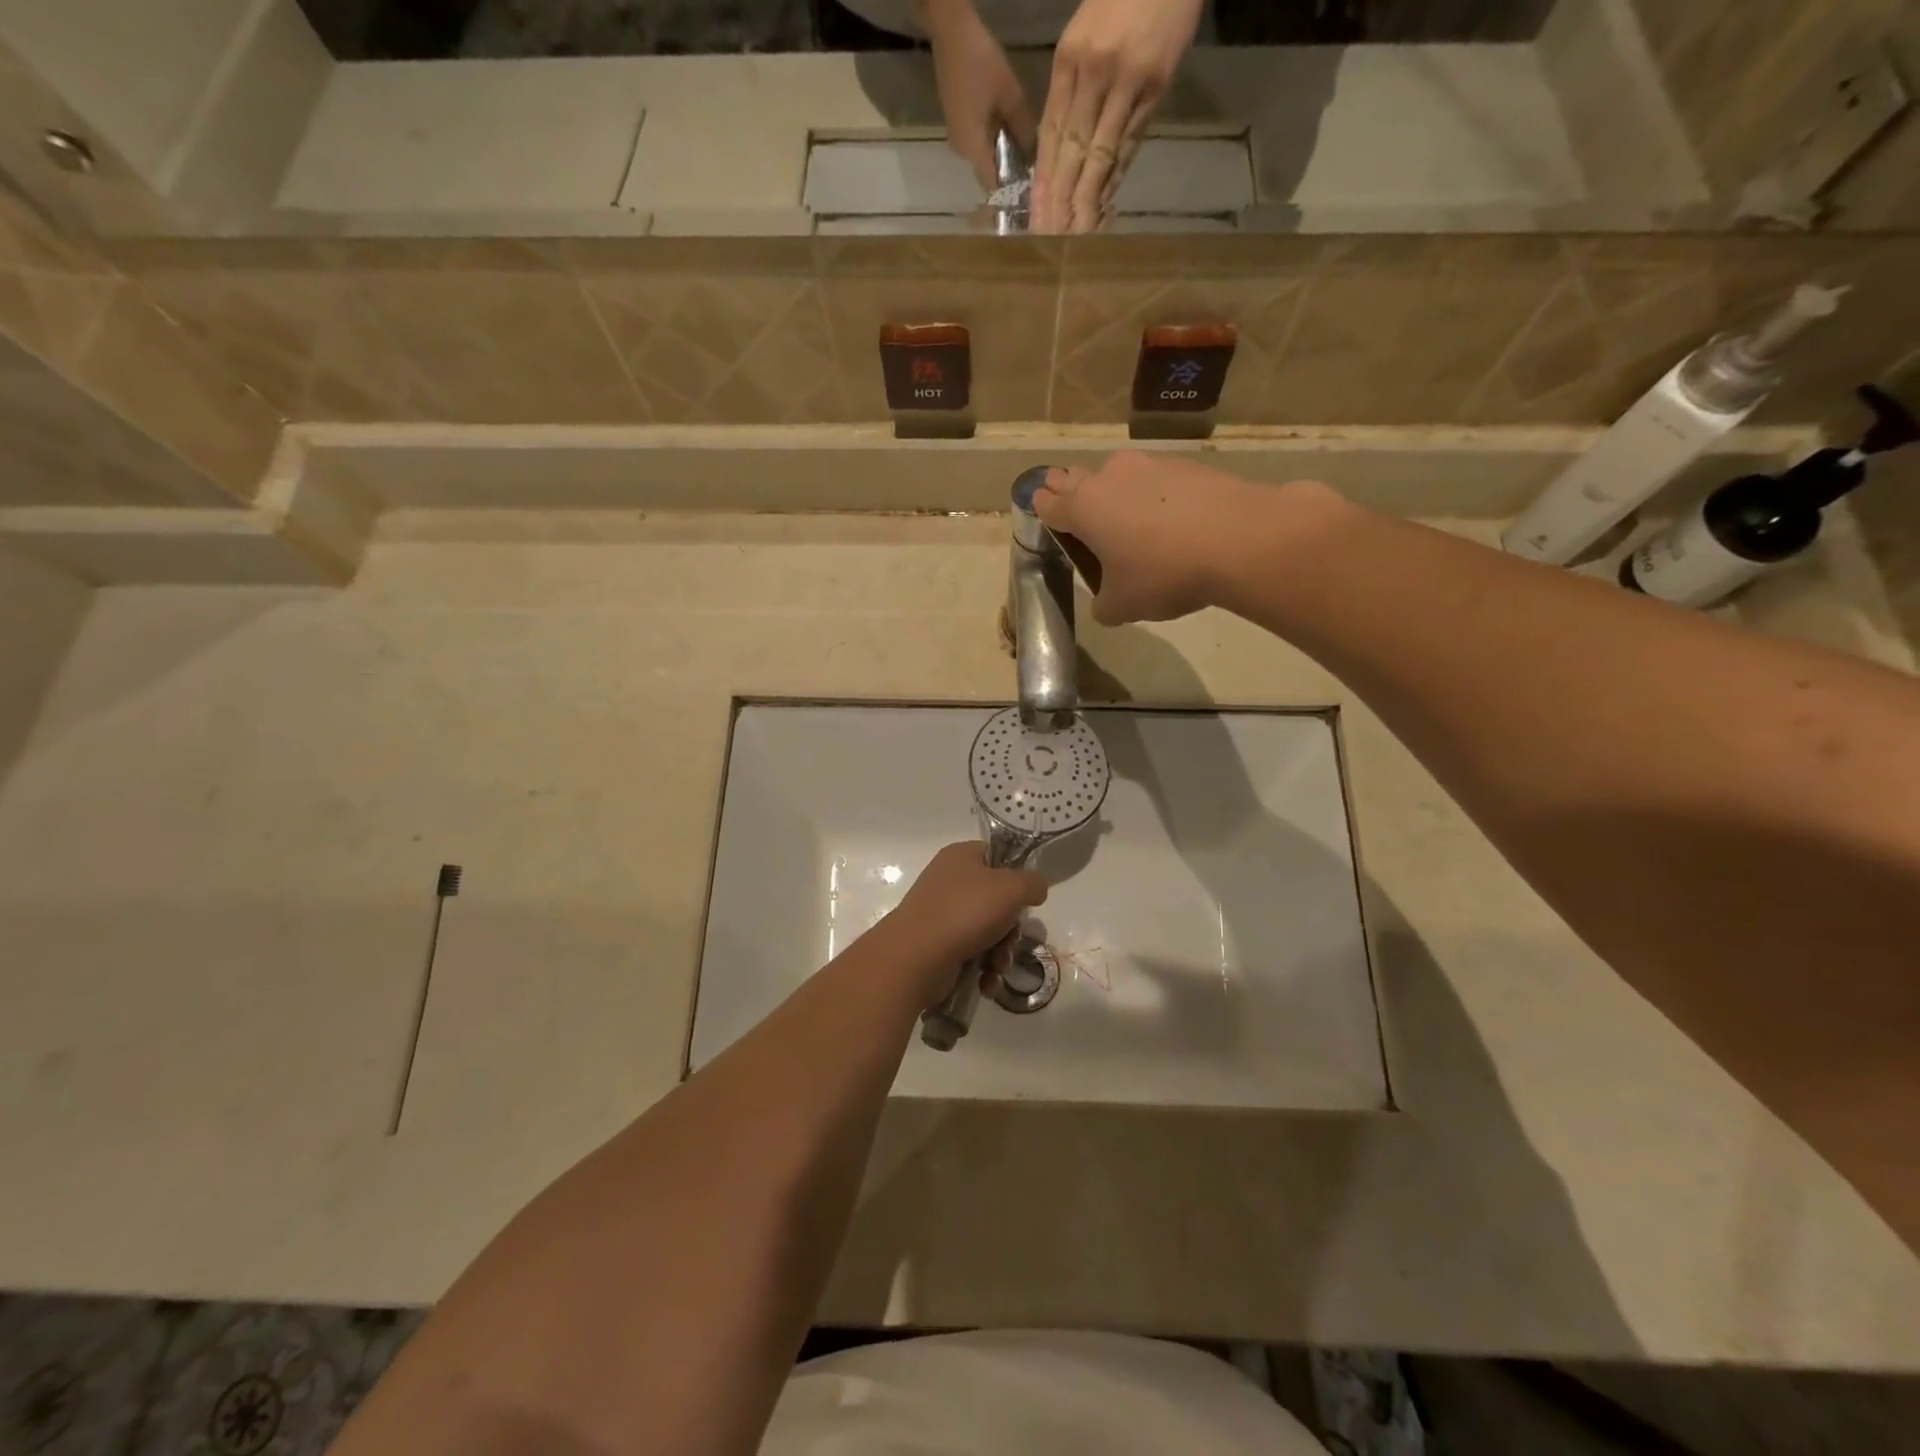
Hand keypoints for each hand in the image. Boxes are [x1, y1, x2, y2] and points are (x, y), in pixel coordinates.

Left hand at [883, 842, 1047, 987]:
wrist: (915, 956)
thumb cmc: (965, 912)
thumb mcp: (1011, 888)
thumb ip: (1033, 883)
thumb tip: (1035, 889)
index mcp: (961, 857)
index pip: (998, 856)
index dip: (1016, 876)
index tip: (1027, 898)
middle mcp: (949, 881)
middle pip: (996, 900)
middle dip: (1010, 927)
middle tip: (1010, 939)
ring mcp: (941, 914)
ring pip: (987, 930)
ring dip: (1000, 952)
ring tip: (997, 967)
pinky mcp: (937, 944)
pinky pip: (971, 952)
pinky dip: (983, 968)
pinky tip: (986, 982)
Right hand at [923, 0, 1036, 191]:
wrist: (950, 32)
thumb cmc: (981, 63)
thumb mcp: (1011, 95)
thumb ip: (1024, 129)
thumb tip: (1035, 156)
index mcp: (973, 149)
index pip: (994, 185)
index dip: (1012, 191)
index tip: (1030, 190)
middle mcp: (962, 152)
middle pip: (989, 173)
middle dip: (1009, 172)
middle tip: (1032, 164)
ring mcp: (957, 138)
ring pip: (984, 157)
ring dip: (1002, 155)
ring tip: (1023, 145)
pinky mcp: (957, 123)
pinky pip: (978, 143)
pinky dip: (993, 142)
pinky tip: (1007, 129)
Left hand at [1032, 0, 1203, 231]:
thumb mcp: (1086, 31)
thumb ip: (1074, 86)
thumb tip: (1065, 143)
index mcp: (1069, 60)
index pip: (1050, 134)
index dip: (1043, 181)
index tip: (1036, 216)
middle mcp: (1092, 74)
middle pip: (1070, 152)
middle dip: (1059, 201)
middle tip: (1049, 238)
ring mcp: (1124, 82)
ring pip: (1099, 155)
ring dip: (1086, 200)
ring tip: (1076, 235)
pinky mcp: (1153, 87)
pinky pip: (1130, 143)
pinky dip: (1116, 177)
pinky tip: (1104, 205)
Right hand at [1035, 452, 1341, 624]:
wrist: (1239, 540)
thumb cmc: (1163, 574)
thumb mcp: (1122, 606)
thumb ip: (1102, 604)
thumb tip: (1106, 600)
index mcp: (1082, 508)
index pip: (1048, 503)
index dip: (1045, 513)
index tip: (1050, 523)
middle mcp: (1108, 477)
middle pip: (1076, 479)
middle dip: (1073, 495)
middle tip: (1083, 520)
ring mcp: (1149, 465)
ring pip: (1118, 476)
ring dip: (1116, 494)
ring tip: (1130, 523)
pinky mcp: (1185, 464)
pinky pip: (1155, 479)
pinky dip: (1154, 496)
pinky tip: (1171, 521)